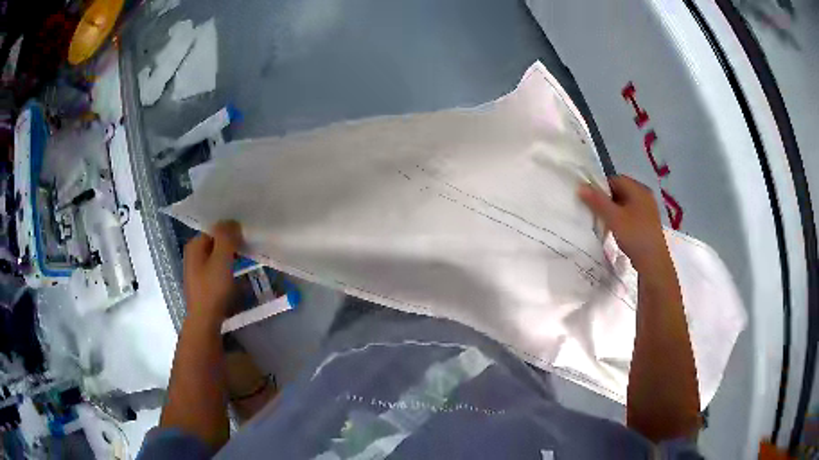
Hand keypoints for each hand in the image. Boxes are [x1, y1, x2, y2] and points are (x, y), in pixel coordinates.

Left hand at [183, 220, 242, 322]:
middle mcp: (192, 255)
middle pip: (215, 243)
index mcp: (194, 245)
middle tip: (247, 249)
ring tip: (245, 263)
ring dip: (230, 258)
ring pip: (216, 257)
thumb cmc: (213, 288)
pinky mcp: (202, 284)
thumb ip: (226, 237)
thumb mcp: (222, 258)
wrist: (205, 320)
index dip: (230, 231)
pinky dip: (226, 270)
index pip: (214, 229)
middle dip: (230, 245)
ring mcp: (196, 271)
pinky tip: (236, 279)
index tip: (245, 237)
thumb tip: (232, 221)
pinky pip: (216, 270)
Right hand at [578, 176, 668, 270]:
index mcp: (639, 190)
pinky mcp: (647, 224)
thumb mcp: (613, 218)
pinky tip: (617, 231)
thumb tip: (580, 187)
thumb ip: (597, 202)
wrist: (653, 262)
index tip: (591, 200)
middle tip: (596, 213)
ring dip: (613, 211)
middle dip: (607, 200)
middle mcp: (645, 196)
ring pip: (625, 205)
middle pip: (621, 191)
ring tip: (605, 223)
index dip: (601, 187)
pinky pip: (631, 215)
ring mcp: (648, 210)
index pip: (616, 179)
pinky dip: (621, 220)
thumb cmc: (634, 235)